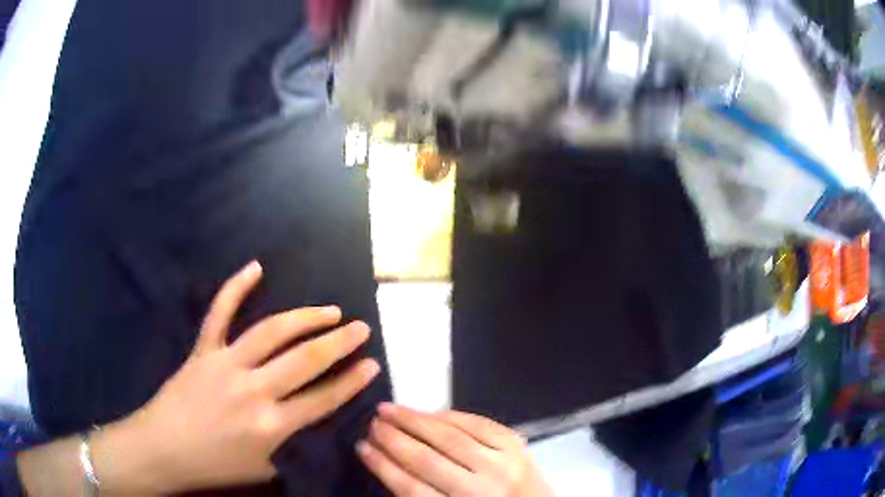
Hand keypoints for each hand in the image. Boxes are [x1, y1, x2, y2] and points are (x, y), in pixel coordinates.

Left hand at [90, 261, 380, 493]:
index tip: (372, 364)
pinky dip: (236, 287)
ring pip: (271, 332)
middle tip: (361, 328)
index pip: (322, 399)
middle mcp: (253, 391)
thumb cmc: (212, 465)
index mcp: (270, 426)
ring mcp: (226, 364)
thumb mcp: (261, 467)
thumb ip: (284, 444)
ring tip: (329, 310)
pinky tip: (255, 267)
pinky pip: (220, 313)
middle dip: (339, 343)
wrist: (163, 449)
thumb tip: (297, 420)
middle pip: (304, 360)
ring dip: (305, 318)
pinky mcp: (203, 350)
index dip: (351, 382)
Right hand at [357, 404, 553, 496]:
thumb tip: (391, 465)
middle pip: (427, 459)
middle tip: (372, 424)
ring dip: (415, 420)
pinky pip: (478, 423)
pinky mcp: (517, 446)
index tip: (363, 448)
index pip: (412, 488)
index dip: (383, 466)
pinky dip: (450, 416)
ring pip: (450, 436)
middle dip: (394, 439)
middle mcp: (482, 487)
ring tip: (389, 409)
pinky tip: (430, 412)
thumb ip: (424, 495)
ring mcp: (503, 463)